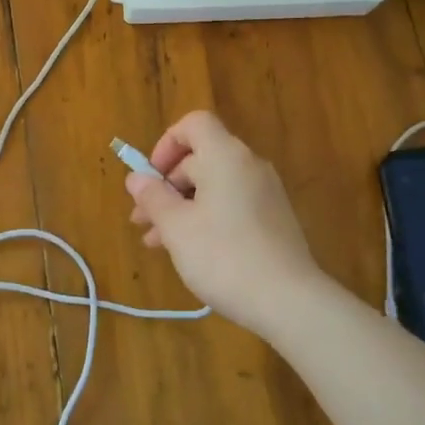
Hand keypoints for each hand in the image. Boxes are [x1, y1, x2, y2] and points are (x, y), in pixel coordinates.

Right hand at [125, 111, 323, 337]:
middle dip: (166, 186)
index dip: (166, 143)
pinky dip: (205, 217)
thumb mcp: (177, 227)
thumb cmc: (223, 256)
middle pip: (200, 158)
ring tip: (156, 242)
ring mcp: (265, 193)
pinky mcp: (273, 219)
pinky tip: (188, 250)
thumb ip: (153, 197)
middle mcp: (249, 165)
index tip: (150, 177)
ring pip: (213, 186)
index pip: (194, 124)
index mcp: (226, 156)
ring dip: (181, 206)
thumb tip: (136, 178)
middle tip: (141, 220)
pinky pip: (231, 204)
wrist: (289, 301)